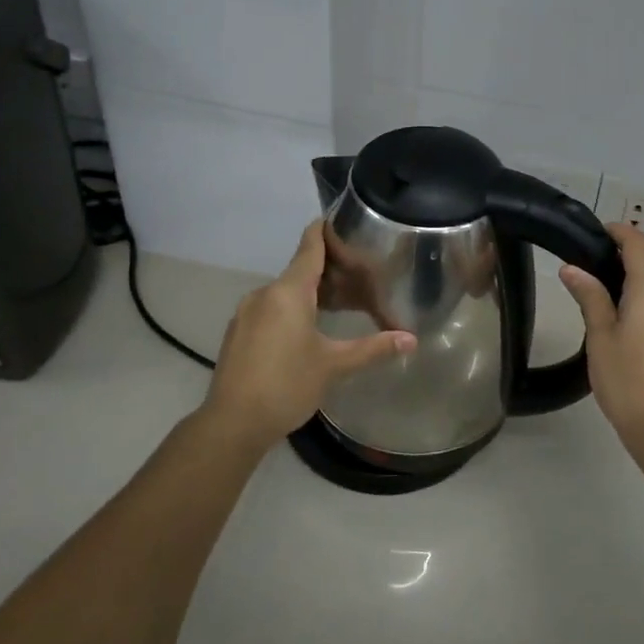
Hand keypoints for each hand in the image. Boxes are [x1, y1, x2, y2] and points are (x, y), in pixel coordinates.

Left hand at [202, 220, 415, 448]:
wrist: (232, 423)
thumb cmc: (287, 386)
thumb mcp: (334, 365)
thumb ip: (373, 348)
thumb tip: (411, 339)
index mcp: (288, 292)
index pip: (310, 246)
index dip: (325, 230)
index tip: (342, 219)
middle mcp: (265, 293)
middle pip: (300, 269)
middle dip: (328, 270)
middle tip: (359, 275)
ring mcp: (247, 312)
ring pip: (284, 291)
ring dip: (310, 292)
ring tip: (339, 303)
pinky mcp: (239, 332)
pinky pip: (271, 308)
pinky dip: (291, 309)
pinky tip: (308, 329)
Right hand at [560, 224, 643, 457]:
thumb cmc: (628, 381)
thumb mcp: (601, 336)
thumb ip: (590, 297)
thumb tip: (573, 268)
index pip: (639, 244)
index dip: (618, 231)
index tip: (592, 234)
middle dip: (617, 258)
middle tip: (582, 267)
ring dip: (627, 282)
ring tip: (593, 295)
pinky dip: (638, 301)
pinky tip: (616, 322)